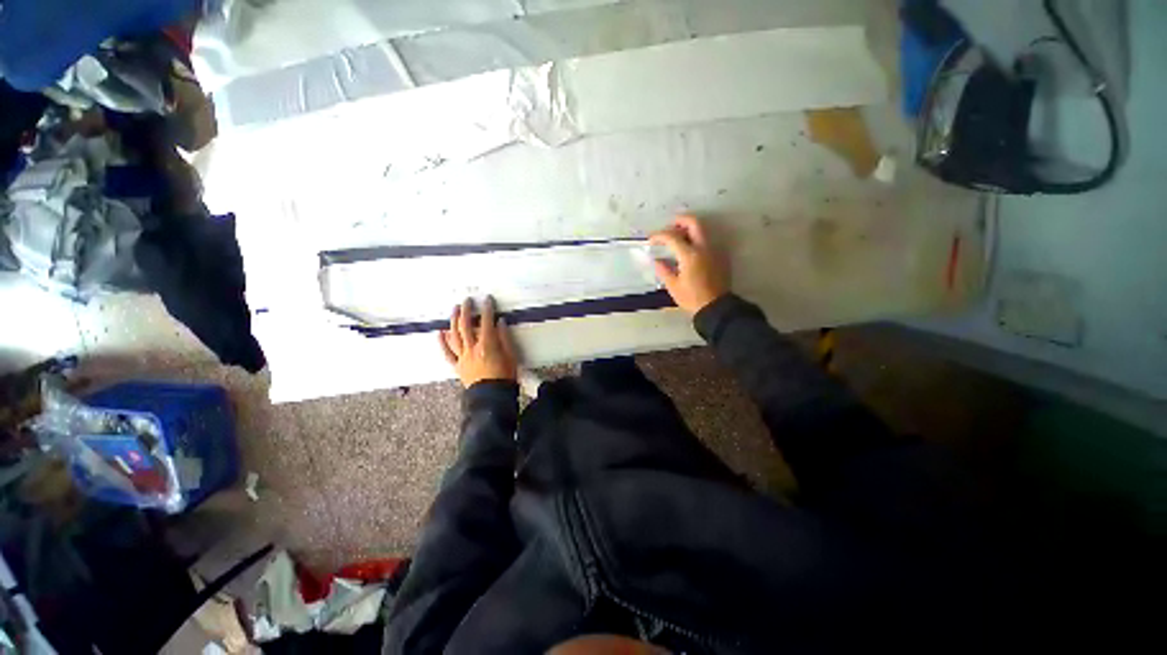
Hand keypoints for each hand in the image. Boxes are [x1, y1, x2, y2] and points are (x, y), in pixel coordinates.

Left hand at [440, 296, 518, 387]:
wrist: (491, 398)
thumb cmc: (505, 377)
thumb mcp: (511, 356)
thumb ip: (505, 338)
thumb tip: (500, 322)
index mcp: (488, 345)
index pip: (487, 322)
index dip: (487, 309)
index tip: (487, 299)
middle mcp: (472, 348)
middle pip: (466, 325)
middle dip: (466, 310)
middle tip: (467, 300)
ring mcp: (463, 357)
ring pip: (455, 335)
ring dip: (453, 321)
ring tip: (454, 309)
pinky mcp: (458, 365)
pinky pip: (447, 353)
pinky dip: (442, 342)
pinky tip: (440, 333)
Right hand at [649, 215, 729, 314]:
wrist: (716, 307)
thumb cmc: (692, 298)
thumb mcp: (673, 286)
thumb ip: (664, 270)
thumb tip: (657, 260)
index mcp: (690, 255)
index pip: (672, 237)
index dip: (659, 235)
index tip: (651, 239)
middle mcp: (704, 248)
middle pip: (694, 223)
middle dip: (680, 221)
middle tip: (669, 227)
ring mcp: (714, 250)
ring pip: (702, 230)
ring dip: (689, 229)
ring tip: (678, 239)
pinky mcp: (720, 256)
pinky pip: (707, 241)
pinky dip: (697, 239)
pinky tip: (689, 251)